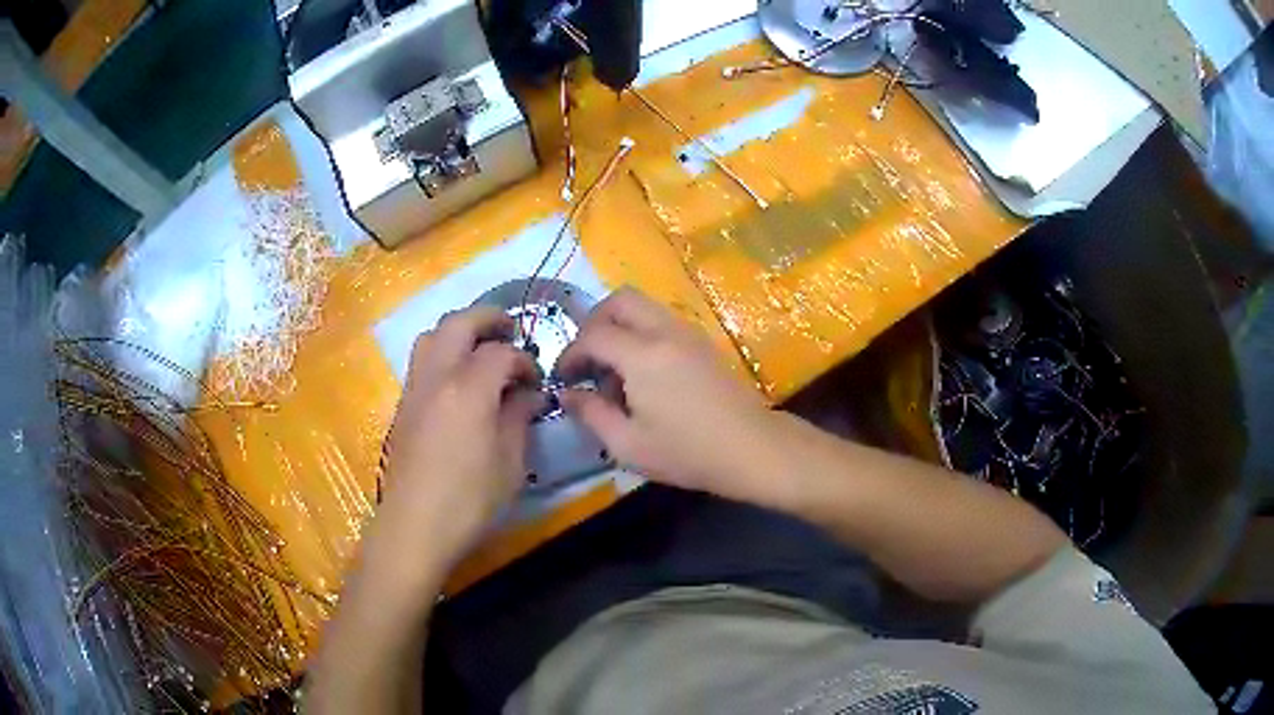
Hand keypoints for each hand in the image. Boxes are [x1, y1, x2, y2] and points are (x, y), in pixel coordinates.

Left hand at [375, 307, 544, 570]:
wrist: (415, 526)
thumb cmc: (469, 500)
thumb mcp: (510, 463)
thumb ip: (519, 418)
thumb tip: (528, 394)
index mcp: (468, 390)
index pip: (501, 353)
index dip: (524, 361)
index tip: (537, 380)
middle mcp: (437, 377)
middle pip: (459, 323)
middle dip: (488, 318)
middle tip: (510, 330)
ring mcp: (414, 389)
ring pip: (432, 335)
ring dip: (459, 331)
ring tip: (480, 350)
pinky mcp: (403, 405)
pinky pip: (421, 360)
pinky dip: (442, 353)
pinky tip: (458, 381)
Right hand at [555, 288, 776, 500]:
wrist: (751, 449)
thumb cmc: (687, 452)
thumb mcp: (628, 444)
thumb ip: (591, 414)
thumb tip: (567, 395)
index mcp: (642, 355)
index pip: (593, 336)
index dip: (570, 354)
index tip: (563, 379)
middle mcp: (665, 331)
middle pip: (620, 300)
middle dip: (594, 323)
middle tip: (587, 359)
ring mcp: (688, 332)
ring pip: (643, 306)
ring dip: (619, 326)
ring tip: (614, 370)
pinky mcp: (703, 342)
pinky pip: (662, 320)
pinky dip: (642, 333)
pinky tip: (643, 374)